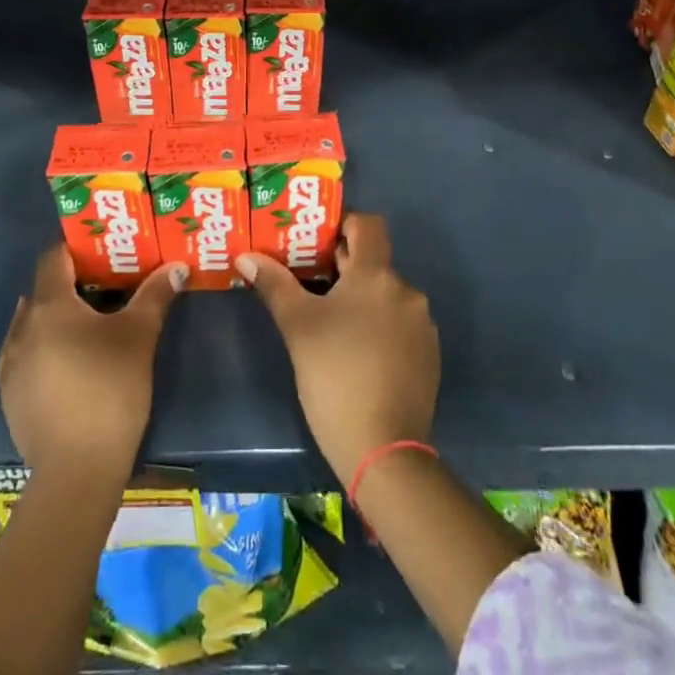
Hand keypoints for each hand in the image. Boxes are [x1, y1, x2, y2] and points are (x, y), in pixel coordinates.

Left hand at [0, 248, 186, 476]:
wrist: (77, 469)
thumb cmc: (110, 389)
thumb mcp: (139, 336)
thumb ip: (155, 295)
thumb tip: (177, 266)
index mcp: (49, 306)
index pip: (53, 259)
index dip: (76, 250)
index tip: (102, 250)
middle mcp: (22, 328)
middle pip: (43, 292)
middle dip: (71, 286)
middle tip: (106, 288)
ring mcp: (10, 366)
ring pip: (32, 325)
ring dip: (55, 319)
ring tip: (89, 327)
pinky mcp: (10, 397)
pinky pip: (26, 357)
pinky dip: (45, 350)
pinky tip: (71, 366)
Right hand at [237, 213, 438, 483]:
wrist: (383, 450)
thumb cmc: (334, 376)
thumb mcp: (298, 327)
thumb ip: (274, 284)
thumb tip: (246, 256)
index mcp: (377, 275)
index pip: (369, 225)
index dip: (343, 225)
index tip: (316, 243)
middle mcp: (406, 291)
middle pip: (373, 262)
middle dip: (342, 267)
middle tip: (308, 281)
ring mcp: (421, 325)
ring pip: (385, 295)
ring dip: (360, 299)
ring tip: (329, 322)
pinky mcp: (428, 355)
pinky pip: (399, 323)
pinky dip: (378, 325)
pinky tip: (355, 352)